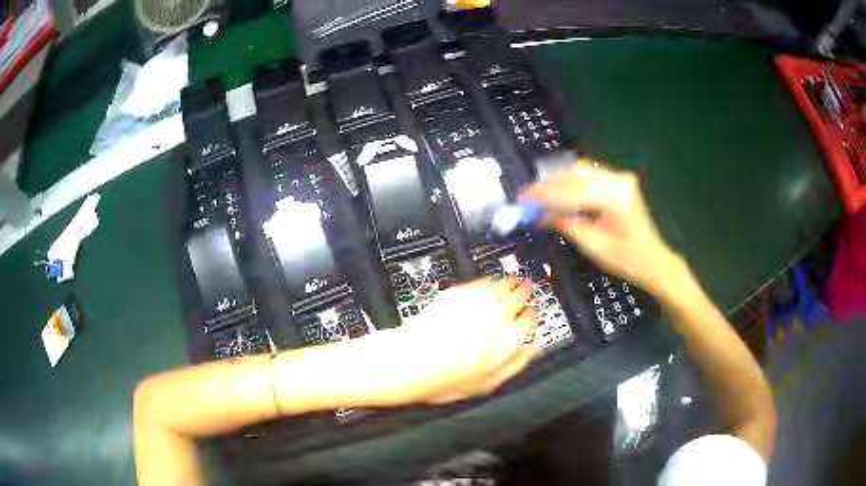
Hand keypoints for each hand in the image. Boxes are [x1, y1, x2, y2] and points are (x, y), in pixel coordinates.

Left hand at [381, 277, 540, 404]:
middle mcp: (495, 318)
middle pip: (517, 299)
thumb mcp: (487, 384)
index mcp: (506, 341)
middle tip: (529, 288)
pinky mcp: (456, 294)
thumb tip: (532, 350)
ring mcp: (476, 304)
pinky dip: (489, 280)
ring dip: (511, 282)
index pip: (528, 322)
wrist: (410, 361)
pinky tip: (490, 280)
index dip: (533, 315)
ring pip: (501, 287)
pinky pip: (480, 282)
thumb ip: (516, 364)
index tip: (534, 311)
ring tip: (515, 279)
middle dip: (525, 292)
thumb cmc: (445, 379)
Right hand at [522, 159, 688, 302]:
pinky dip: (572, 182)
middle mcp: (618, 181)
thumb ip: (566, 225)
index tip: (523, 198)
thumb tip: (539, 215)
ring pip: (581, 170)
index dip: (545, 194)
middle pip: (575, 173)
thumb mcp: (594, 246)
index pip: (572, 191)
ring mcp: (621, 178)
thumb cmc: (627, 260)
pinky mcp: (620, 181)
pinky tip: (559, 191)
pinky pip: (590, 175)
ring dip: (559, 180)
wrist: (654, 261)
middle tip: (528, 195)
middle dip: (549, 183)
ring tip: (539, 194)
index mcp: (615, 199)